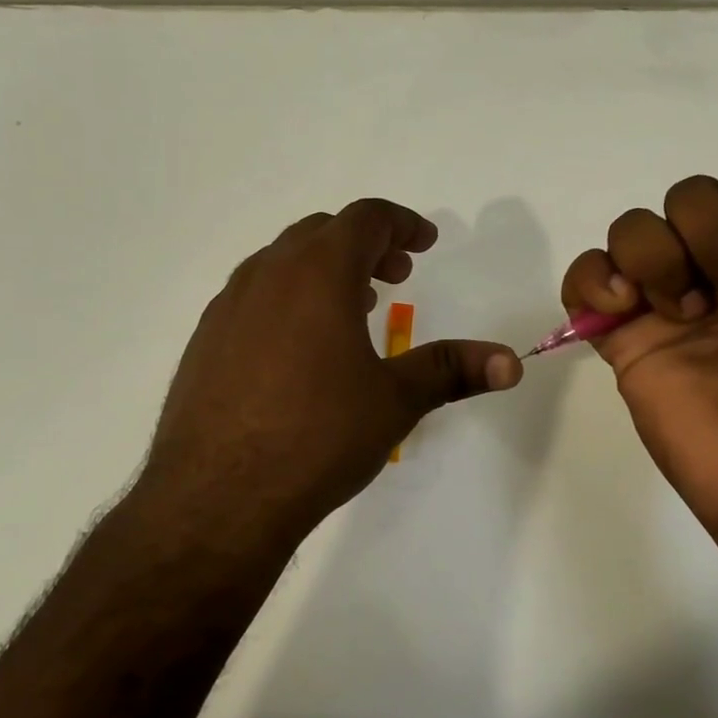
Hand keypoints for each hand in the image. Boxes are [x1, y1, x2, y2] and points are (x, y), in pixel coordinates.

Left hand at [144, 199, 522, 539]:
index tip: (425, 244)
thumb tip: (512, 362)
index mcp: (317, 273)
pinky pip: (254, 297)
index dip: (402, 224)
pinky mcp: (205, 340)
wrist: (216, 497)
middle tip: (396, 275)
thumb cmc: (317, 438)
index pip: (364, 219)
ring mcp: (227, 306)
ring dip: (323, 271)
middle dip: (365, 246)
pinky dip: (288, 299)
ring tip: (354, 308)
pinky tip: (300, 349)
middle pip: (321, 233)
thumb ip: (452, 370)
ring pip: (282, 263)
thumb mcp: (394, 401)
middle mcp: (267, 275)